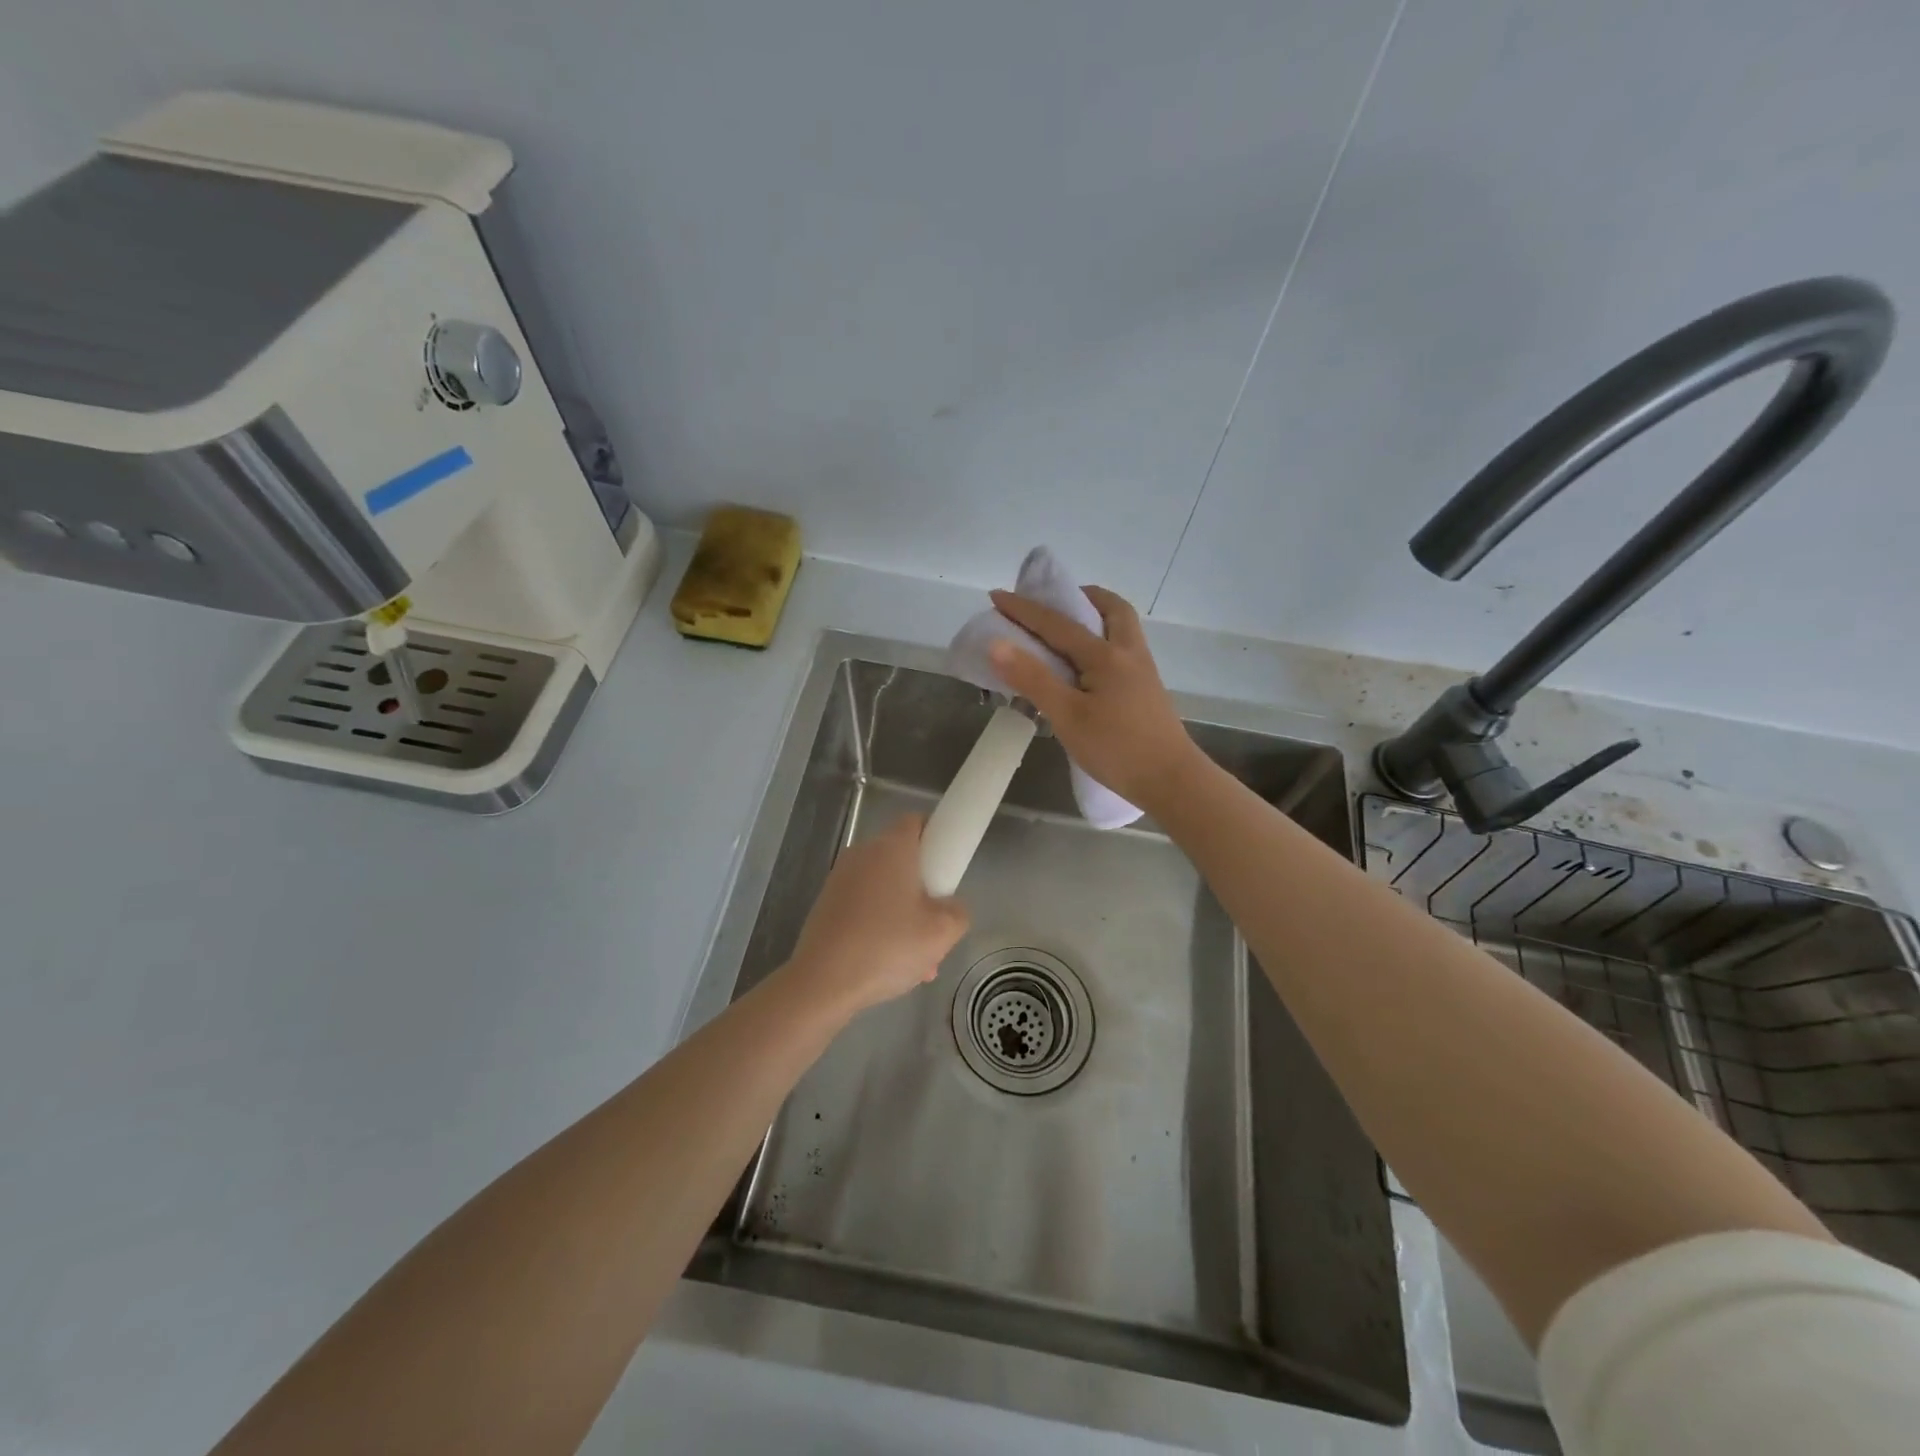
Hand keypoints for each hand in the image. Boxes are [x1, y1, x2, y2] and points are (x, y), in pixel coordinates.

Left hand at [784, 813, 969, 1015]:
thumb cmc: (887, 947)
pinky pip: (864, 907)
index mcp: (892, 848)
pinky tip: (888, 966)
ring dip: (904, 915)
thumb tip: (949, 907)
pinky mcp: (826, 905)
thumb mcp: (942, 933)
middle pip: (902, 859)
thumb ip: (958, 911)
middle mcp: (863, 854)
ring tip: (917, 961)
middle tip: (936, 926)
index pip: (917, 821)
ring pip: (884, 889)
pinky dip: (879, 927)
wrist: (822, 982)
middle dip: (924, 890)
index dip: (937, 838)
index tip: (947, 869)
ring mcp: (840, 879)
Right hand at [987, 585, 1203, 812]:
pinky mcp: (1147, 690)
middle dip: (1080, 597)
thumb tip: (997, 644)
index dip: (1024, 609)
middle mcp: (1128, 653)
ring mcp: (1142, 671)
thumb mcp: (1067, 716)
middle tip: (1053, 603)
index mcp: (1105, 655)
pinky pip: (1123, 649)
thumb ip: (1033, 679)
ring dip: (1096, 617)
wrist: (1172, 781)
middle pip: (1110, 608)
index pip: (1057, 623)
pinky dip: (1103, 641)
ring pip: (1122, 628)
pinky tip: (1087, 666)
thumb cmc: (1117, 749)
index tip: (996, 596)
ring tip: (1068, 630)